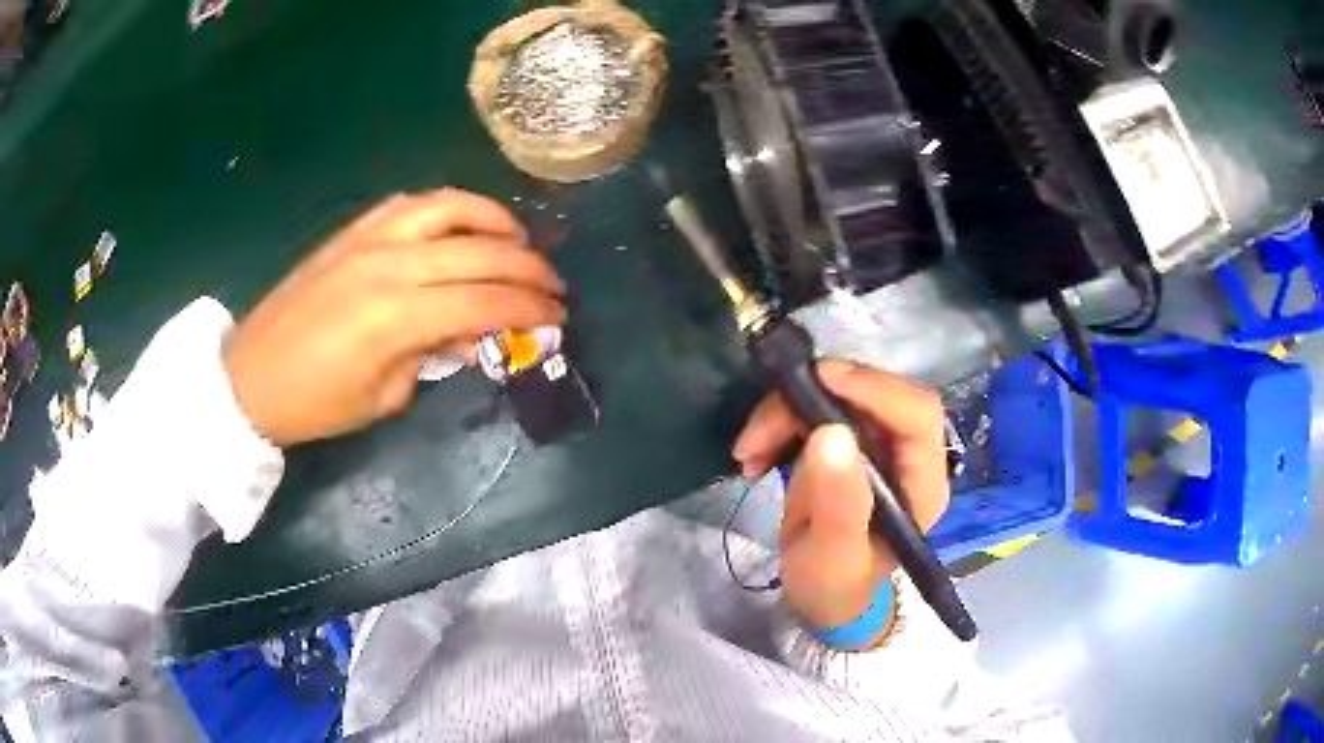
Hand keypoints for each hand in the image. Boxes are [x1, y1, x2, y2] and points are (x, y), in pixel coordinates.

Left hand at [225, 189, 564, 445]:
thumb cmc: (315, 405)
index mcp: (398, 317)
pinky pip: (412, 204)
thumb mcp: (383, 398)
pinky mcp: (352, 231)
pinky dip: (449, 209)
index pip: (485, 301)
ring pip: (450, 207)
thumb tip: (465, 335)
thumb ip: (431, 358)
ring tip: (515, 239)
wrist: (250, 376)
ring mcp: (369, 239)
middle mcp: (391, 263)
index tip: (559, 316)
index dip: (530, 308)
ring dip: (494, 220)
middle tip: (553, 283)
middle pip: (481, 250)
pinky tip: (459, 227)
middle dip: (528, 266)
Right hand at [732, 361, 949, 640]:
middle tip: (760, 430)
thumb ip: (838, 503)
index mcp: (922, 482)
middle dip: (811, 401)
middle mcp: (906, 453)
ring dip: (785, 413)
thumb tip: (830, 434)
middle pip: (871, 396)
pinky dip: (778, 422)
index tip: (822, 380)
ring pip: (836, 397)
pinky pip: (812, 410)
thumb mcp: (834, 556)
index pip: (918, 415)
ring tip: (748, 451)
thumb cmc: (836, 584)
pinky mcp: (845, 441)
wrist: (821, 594)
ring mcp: (875, 443)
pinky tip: (754, 454)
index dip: (876, 388)